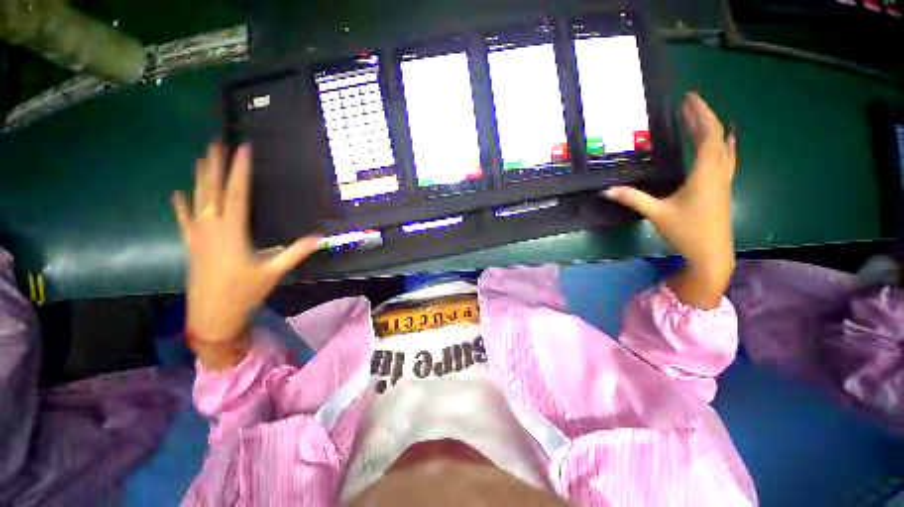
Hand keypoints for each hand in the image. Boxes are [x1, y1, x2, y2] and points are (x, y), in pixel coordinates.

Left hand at [172, 143, 321, 368]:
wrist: (212, 314)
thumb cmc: (245, 292)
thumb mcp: (274, 272)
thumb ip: (296, 252)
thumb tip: (320, 237)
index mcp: (232, 232)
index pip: (238, 194)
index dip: (240, 171)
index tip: (243, 150)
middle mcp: (212, 228)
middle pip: (212, 191)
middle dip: (215, 165)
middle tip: (216, 143)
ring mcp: (197, 235)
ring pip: (197, 200)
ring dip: (199, 178)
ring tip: (201, 158)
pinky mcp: (191, 245)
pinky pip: (184, 221)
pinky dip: (181, 206)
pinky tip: (178, 194)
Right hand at [604, 92, 735, 307]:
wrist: (711, 253)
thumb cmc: (687, 232)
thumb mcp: (657, 213)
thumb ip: (633, 198)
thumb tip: (607, 190)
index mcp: (706, 173)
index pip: (708, 135)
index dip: (700, 114)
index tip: (688, 99)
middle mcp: (719, 172)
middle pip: (718, 136)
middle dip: (704, 116)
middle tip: (689, 103)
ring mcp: (724, 180)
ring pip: (725, 146)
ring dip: (713, 128)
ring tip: (701, 117)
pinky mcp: (722, 187)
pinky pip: (726, 156)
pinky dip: (721, 143)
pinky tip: (720, 142)